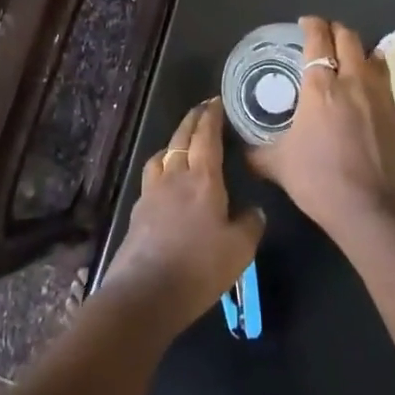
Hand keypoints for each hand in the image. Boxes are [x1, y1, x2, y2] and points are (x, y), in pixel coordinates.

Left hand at [102, 100, 264, 332]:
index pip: (206, 136)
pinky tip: (166, 179)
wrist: (146, 292)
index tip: (217, 101)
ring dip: (174, 141)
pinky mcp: (139, 210)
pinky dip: (162, 166)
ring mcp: (152, 192)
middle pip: (182, 138)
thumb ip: (250, 225)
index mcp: (203, 179)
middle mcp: (175, 176)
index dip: (211, 117)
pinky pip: (151, 175)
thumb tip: (255, 210)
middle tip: (203, 109)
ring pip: (162, 154)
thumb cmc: (199, 268)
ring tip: (182, 141)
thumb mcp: (239, 250)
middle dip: (193, 120)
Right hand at [246, 16, 394, 240]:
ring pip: (373, 54)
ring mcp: (380, 96)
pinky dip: (375, 72)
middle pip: (348, 38)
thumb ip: (258, 152)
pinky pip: (386, 79)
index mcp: (320, 87)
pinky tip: (367, 86)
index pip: (318, 39)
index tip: (305, 23)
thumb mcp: (278, 166)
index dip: (311, 25)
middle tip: (323, 36)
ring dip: (359, 49)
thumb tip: (242, 149)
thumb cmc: (320, 181)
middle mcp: (352, 81)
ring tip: (348, 57)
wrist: (373, 211)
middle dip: (335, 30)